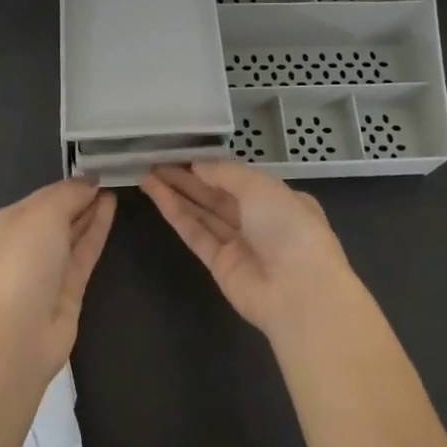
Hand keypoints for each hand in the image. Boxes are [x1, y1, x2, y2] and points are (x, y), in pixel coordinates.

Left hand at [0, 178, 116, 375]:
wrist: (19, 333)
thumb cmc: (22, 263)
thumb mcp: (42, 215)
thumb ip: (68, 194)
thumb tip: (90, 182)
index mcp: (4, 223)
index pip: (41, 196)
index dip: (69, 184)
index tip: (97, 169)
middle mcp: (23, 244)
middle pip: (57, 214)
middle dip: (80, 197)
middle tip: (111, 176)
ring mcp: (46, 268)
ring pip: (72, 232)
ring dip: (91, 211)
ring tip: (114, 188)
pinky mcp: (67, 288)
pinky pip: (84, 251)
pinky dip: (97, 230)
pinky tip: (111, 209)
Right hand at [141, 161, 360, 341]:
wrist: (300, 293)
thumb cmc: (290, 228)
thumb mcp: (262, 187)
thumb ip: (226, 174)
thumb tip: (198, 166)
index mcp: (280, 199)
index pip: (240, 178)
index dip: (211, 166)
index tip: (182, 153)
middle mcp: (259, 221)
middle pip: (216, 195)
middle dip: (187, 178)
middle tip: (155, 161)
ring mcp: (239, 245)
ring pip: (202, 213)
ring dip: (176, 193)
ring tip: (146, 174)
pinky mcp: (219, 265)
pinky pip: (195, 234)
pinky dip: (176, 214)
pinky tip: (156, 195)